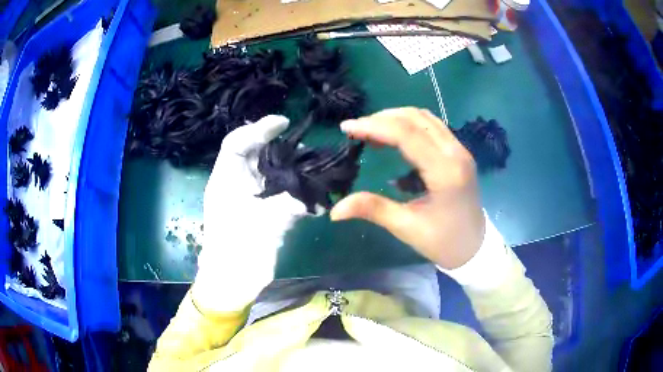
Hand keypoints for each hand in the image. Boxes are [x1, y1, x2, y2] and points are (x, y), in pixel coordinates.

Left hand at [193, 115, 308, 311]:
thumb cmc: (235, 251)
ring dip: (293, 169)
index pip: (237, 143)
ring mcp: (252, 198)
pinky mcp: (264, 213)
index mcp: (226, 179)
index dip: (258, 129)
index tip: (283, 123)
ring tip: (313, 168)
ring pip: (272, 172)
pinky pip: (283, 194)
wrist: (233, 280)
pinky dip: (300, 194)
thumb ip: (287, 207)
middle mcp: (239, 183)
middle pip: (257, 153)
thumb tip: (313, 200)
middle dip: (280, 147)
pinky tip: (316, 197)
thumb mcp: (259, 224)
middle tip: (303, 147)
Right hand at [330, 108, 485, 269]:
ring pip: (424, 118)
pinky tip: (394, 142)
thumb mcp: (407, 227)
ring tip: (371, 132)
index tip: (346, 128)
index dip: (374, 126)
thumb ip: (373, 209)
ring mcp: (460, 150)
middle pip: (415, 118)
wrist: (475, 247)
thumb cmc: (443, 242)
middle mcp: (455, 153)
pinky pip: (432, 127)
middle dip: (382, 119)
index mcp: (445, 172)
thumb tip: (335, 210)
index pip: (407, 135)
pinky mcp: (458, 152)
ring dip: (395, 119)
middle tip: (356, 131)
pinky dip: (409, 126)